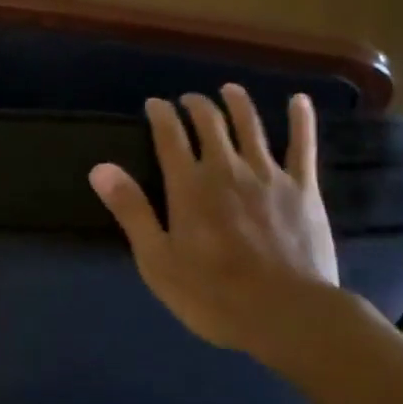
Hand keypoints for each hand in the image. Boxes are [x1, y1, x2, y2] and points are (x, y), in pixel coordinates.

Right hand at [90, 85, 339, 357]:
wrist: (287, 314)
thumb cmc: (214, 295)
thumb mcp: (158, 260)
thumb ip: (131, 211)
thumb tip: (100, 168)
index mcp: (189, 185)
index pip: (169, 135)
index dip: (160, 114)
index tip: (154, 104)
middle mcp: (226, 168)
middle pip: (209, 122)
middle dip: (196, 105)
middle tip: (189, 100)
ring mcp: (267, 174)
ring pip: (250, 125)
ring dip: (238, 103)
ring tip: (229, 90)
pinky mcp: (302, 187)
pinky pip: (302, 146)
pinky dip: (300, 120)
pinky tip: (299, 100)